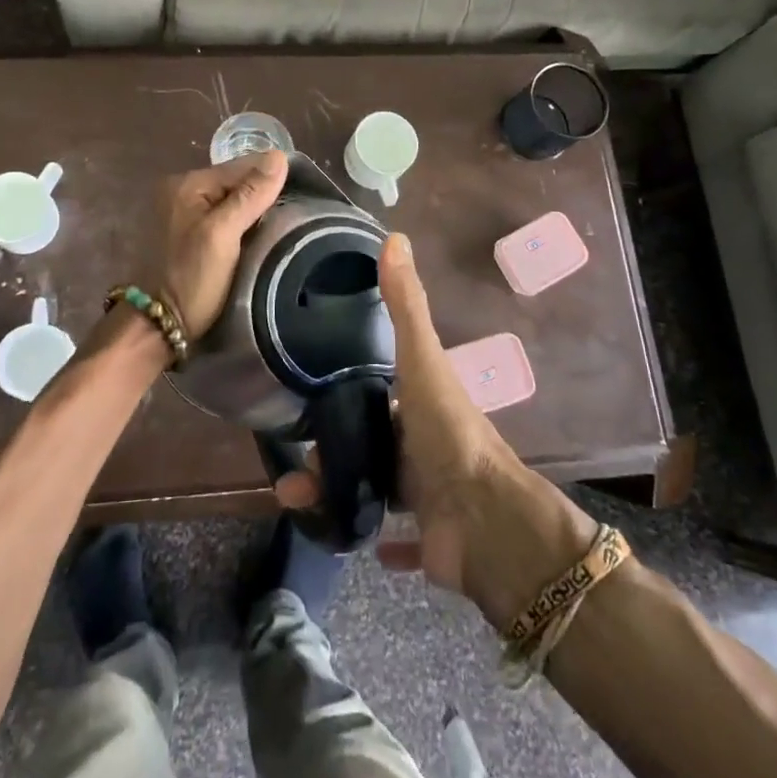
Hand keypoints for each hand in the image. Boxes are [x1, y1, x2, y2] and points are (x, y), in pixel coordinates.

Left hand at [157, 151, 288, 338]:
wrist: (154, 328)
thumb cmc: (190, 279)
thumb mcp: (223, 235)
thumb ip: (250, 195)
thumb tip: (279, 157)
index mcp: (187, 183)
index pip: (242, 166)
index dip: (272, 178)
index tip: (304, 194)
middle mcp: (181, 190)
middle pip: (236, 182)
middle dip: (263, 194)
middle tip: (295, 214)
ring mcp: (181, 212)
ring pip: (231, 200)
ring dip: (253, 210)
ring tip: (282, 225)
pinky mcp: (185, 234)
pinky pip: (222, 217)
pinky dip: (240, 224)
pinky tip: (257, 236)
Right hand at [277, 234, 525, 593]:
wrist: (485, 520)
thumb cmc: (447, 432)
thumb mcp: (421, 359)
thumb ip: (405, 304)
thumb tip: (395, 237)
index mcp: (419, 401)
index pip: (377, 391)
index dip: (342, 390)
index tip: (303, 395)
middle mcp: (422, 443)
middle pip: (367, 440)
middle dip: (328, 448)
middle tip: (291, 461)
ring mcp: (426, 493)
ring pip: (370, 487)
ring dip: (334, 491)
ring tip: (295, 498)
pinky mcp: (428, 540)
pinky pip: (397, 540)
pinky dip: (375, 539)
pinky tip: (346, 534)